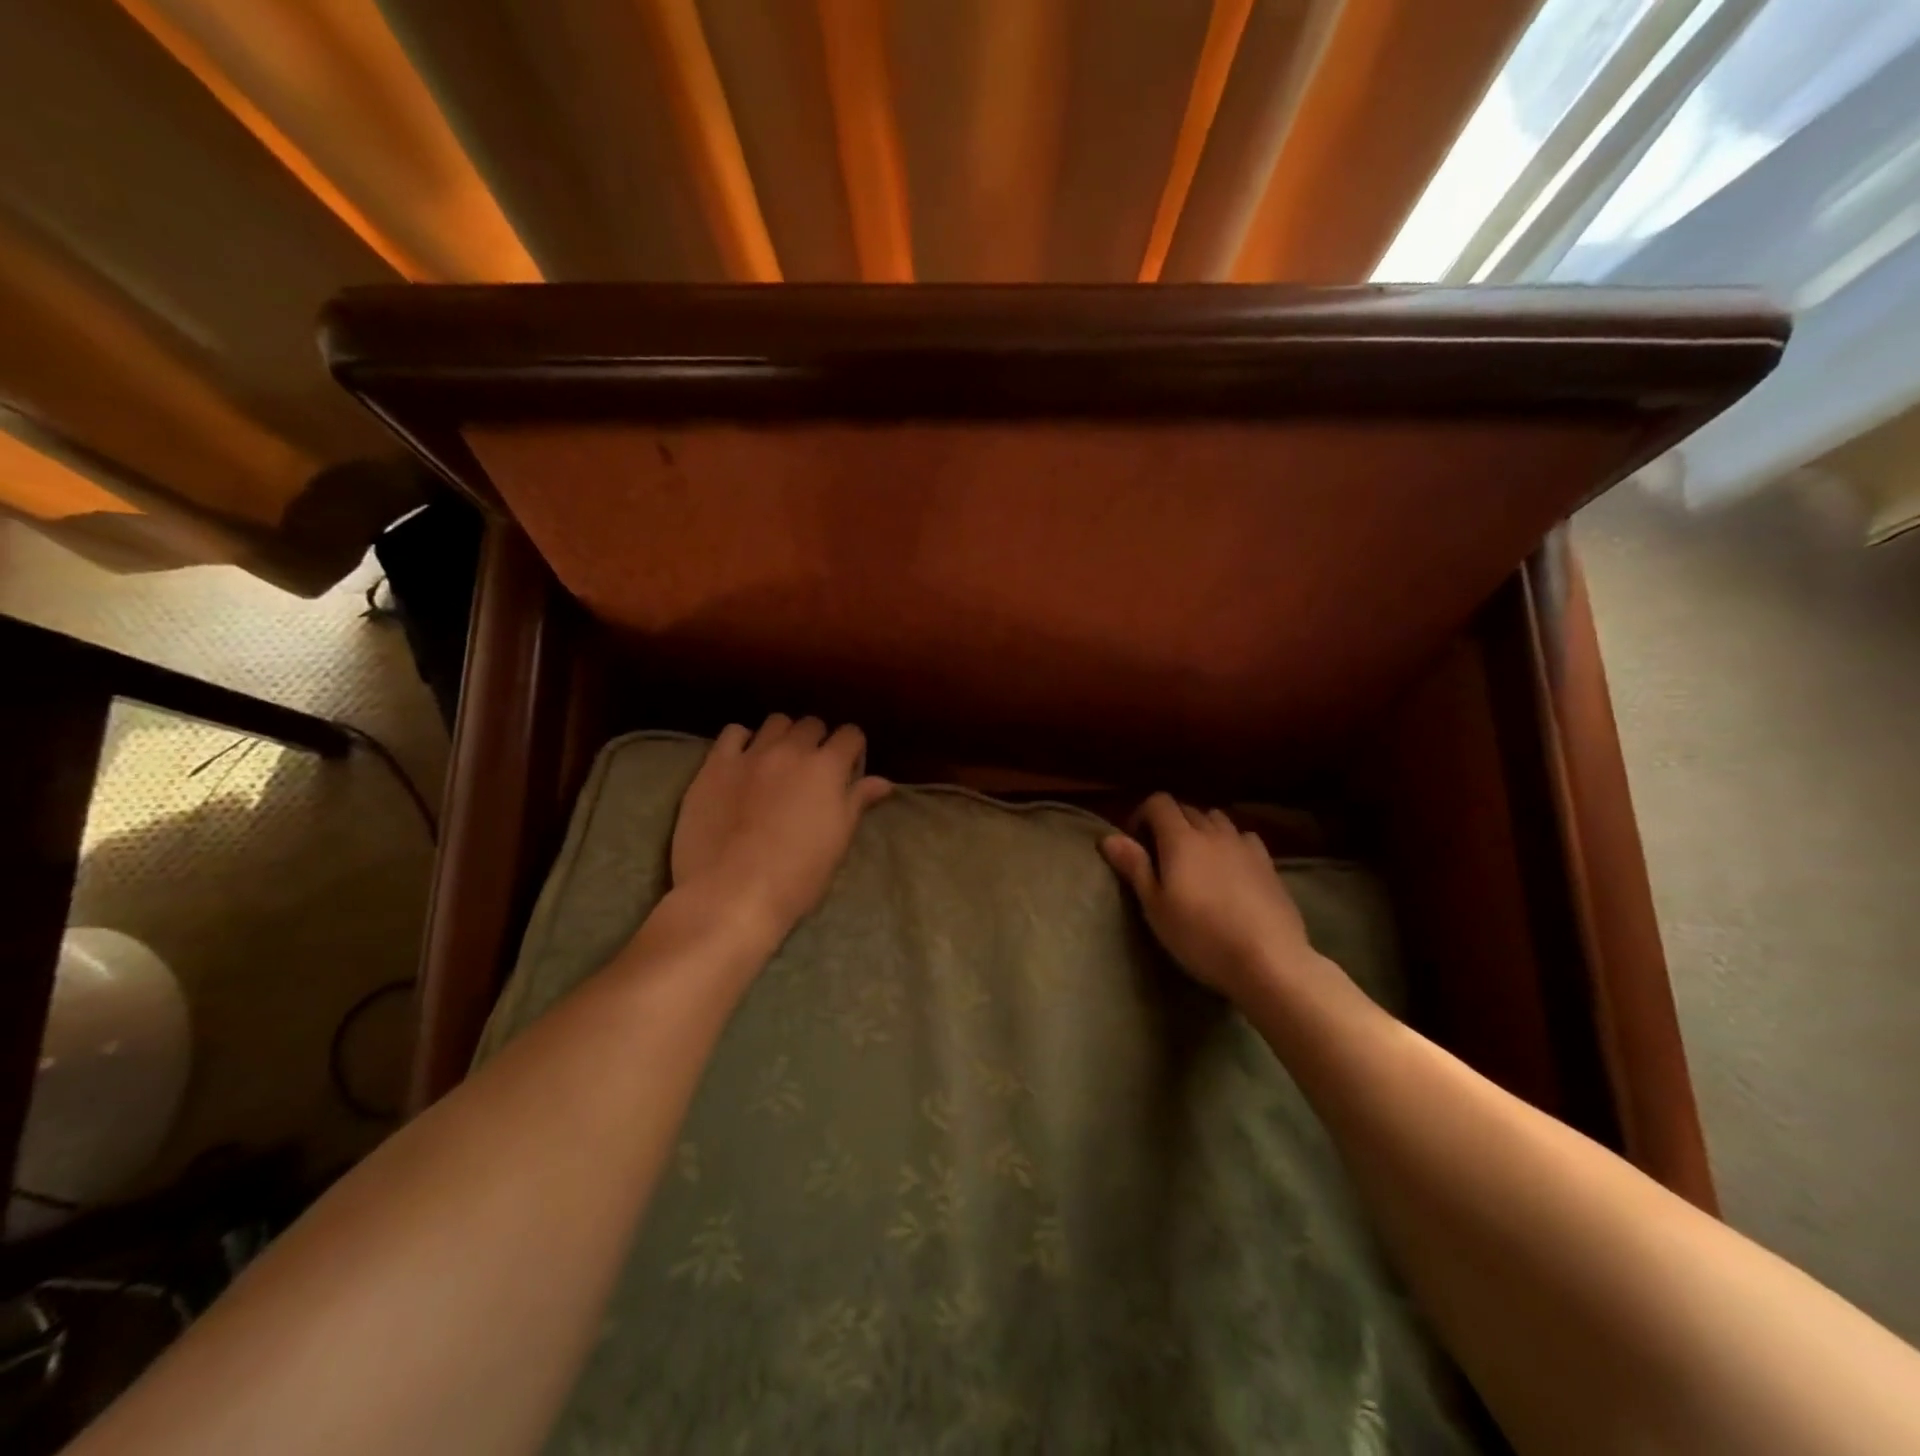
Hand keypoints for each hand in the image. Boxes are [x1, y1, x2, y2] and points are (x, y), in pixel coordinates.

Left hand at [670, 714, 891, 939]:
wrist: (732, 893)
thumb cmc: (797, 876)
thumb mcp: (838, 841)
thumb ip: (858, 802)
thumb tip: (883, 781)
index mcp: (827, 768)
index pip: (851, 734)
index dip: (852, 749)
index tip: (848, 768)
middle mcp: (791, 750)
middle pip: (812, 724)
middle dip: (818, 740)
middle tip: (813, 768)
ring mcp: (751, 754)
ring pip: (775, 722)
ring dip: (783, 736)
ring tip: (779, 760)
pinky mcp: (715, 765)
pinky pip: (733, 733)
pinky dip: (743, 741)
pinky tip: (743, 760)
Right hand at [1100, 793, 1317, 1001]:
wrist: (1268, 960)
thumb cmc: (1201, 936)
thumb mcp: (1155, 907)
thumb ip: (1134, 866)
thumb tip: (1108, 836)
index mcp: (1180, 839)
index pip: (1159, 802)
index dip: (1142, 815)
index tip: (1136, 844)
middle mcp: (1213, 832)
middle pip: (1187, 809)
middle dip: (1169, 823)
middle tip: (1161, 857)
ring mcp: (1244, 845)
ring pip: (1217, 819)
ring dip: (1201, 829)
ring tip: (1196, 860)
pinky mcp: (1268, 863)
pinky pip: (1243, 837)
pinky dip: (1230, 842)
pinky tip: (1231, 868)